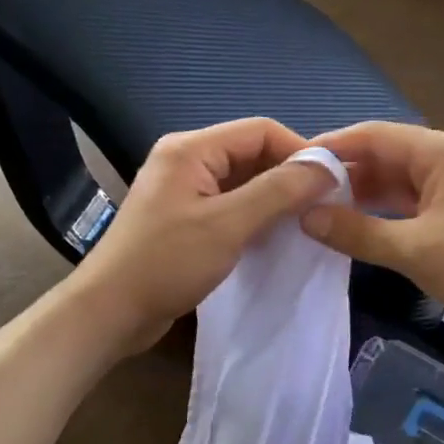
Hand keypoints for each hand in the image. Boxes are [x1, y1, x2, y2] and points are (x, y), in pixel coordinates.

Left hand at [69, 118, 336, 353]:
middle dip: (288, 175)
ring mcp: (183, 190)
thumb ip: (278, 192)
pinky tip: (276, 236)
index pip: (260, 130)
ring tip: (307, 220)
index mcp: (191, 149)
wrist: (110, 312)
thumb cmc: (166, 263)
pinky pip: (229, 204)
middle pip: (251, 153)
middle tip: (324, 204)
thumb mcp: (228, 224)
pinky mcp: (184, 218)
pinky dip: (255, 215)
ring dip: (273, 197)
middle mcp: (186, 160)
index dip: (300, 151)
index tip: (333, 181)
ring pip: (242, 181)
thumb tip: (327, 167)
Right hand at [301, 121, 443, 355]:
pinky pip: (410, 200)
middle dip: (342, 171)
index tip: (289, 164)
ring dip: (360, 193)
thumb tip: (305, 217)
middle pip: (384, 154)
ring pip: (396, 179)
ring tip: (314, 207)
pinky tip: (351, 222)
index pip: (374, 135)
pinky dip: (382, 210)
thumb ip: (357, 232)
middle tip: (295, 191)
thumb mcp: (416, 251)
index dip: (330, 147)